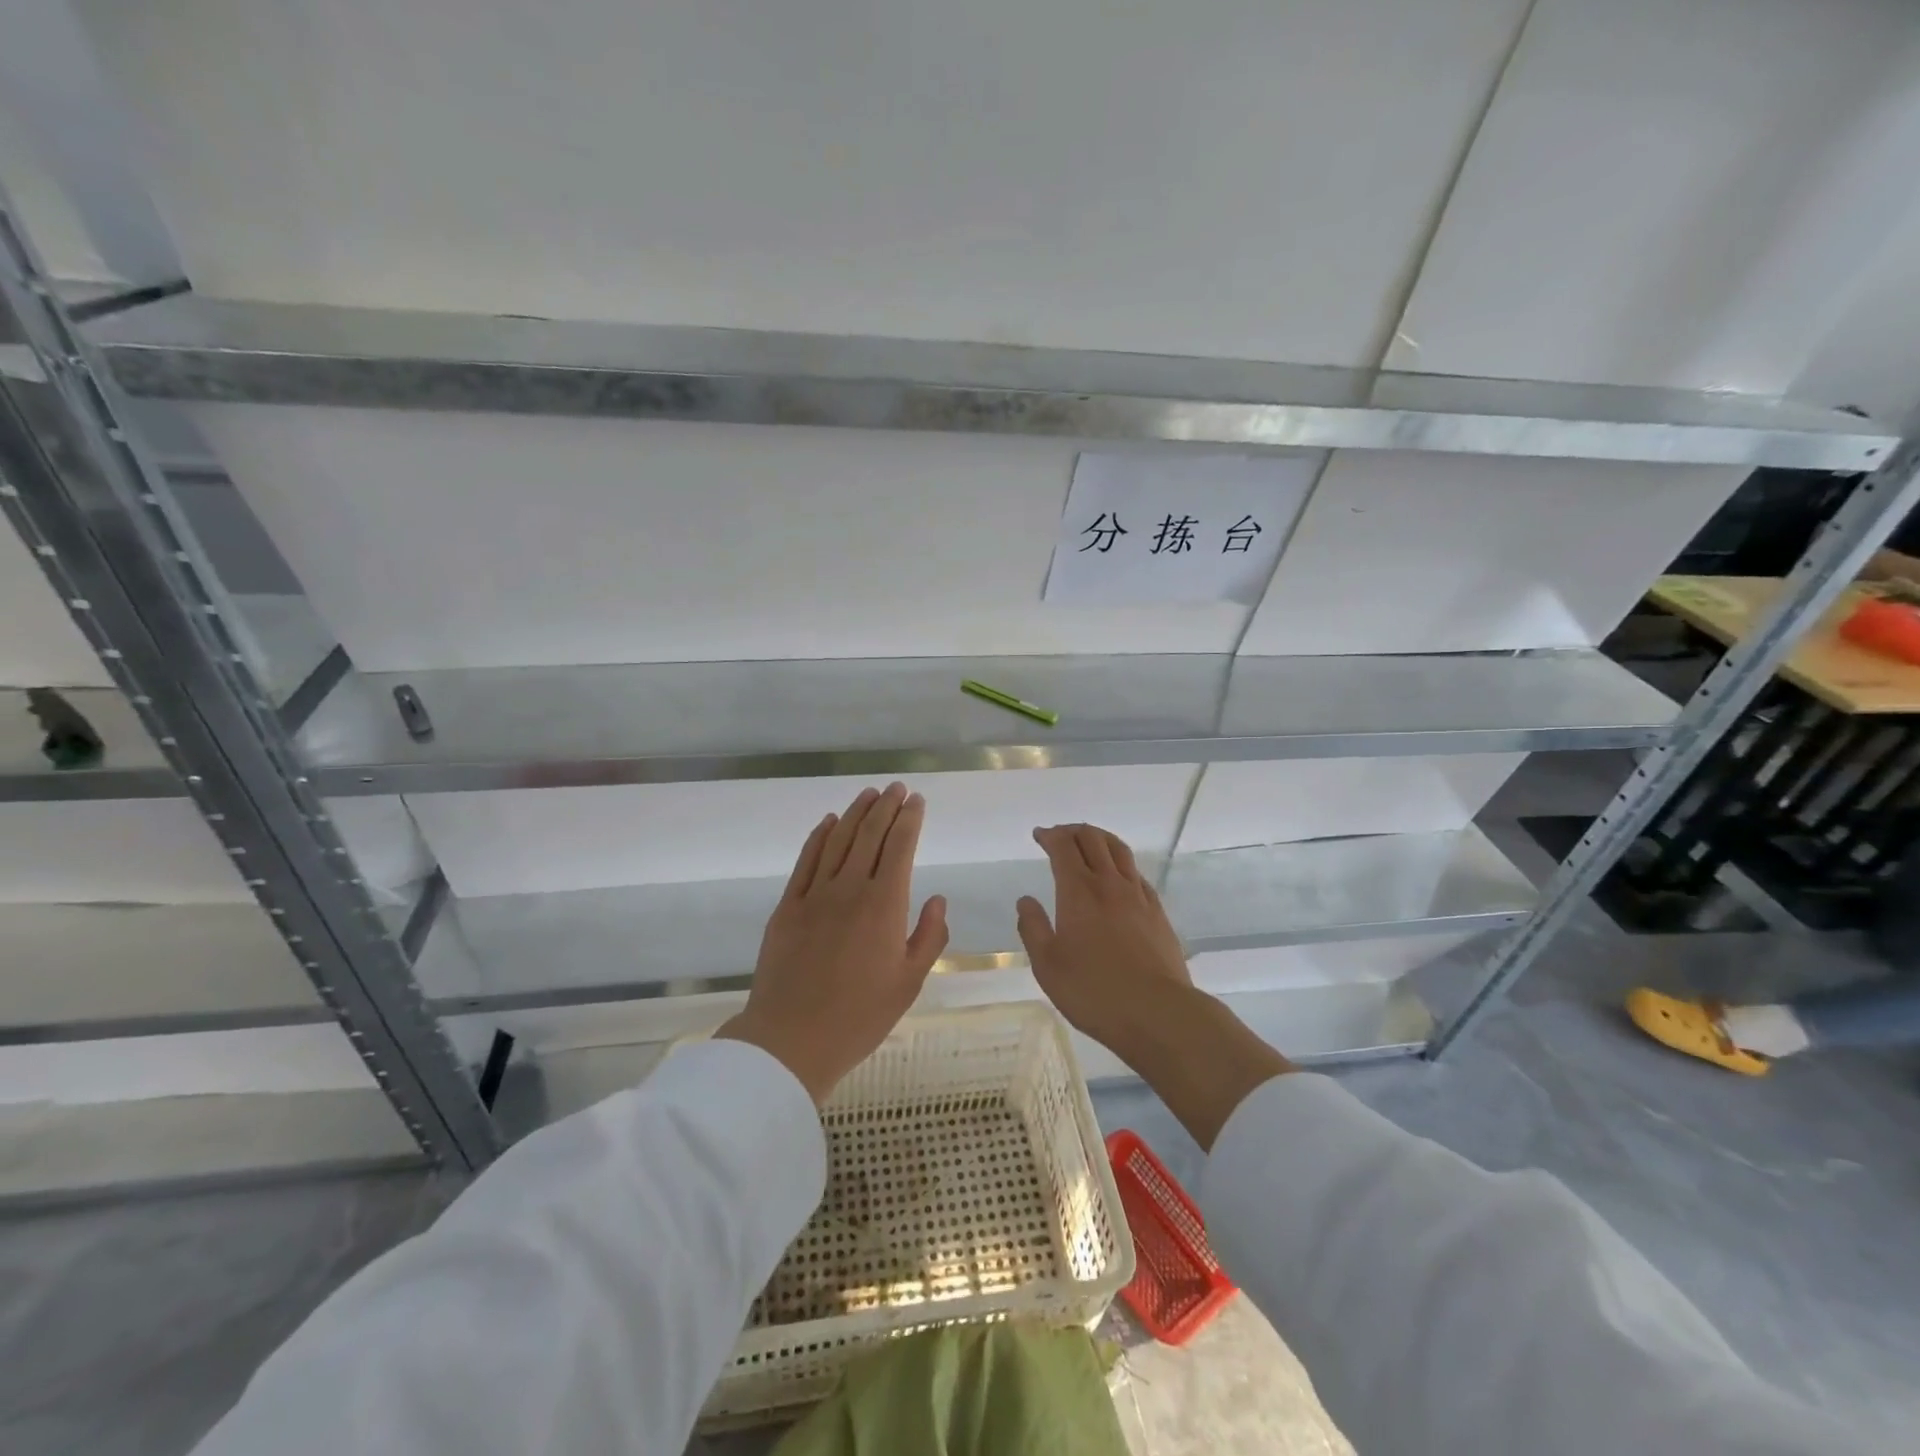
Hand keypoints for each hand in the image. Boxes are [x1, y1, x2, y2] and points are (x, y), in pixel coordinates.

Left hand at [717, 784, 949, 1102]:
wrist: (791, 1039)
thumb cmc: (860, 1016)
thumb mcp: (909, 983)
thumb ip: (929, 937)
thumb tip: (938, 900)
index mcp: (885, 905)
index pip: (900, 847)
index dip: (909, 819)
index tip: (916, 800)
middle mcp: (850, 889)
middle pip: (870, 835)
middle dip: (885, 807)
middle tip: (896, 788)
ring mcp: (815, 895)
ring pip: (838, 841)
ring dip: (855, 813)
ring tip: (868, 794)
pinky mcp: (788, 907)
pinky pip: (806, 861)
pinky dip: (818, 837)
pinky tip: (828, 823)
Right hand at [1018, 821, 1293, 1148]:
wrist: (1158, 1012)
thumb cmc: (1094, 992)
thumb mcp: (1048, 966)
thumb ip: (1033, 929)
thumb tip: (1025, 900)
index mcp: (1078, 892)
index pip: (1063, 848)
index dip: (1050, 836)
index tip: (1040, 835)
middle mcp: (1109, 884)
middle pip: (1093, 840)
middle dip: (1073, 831)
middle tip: (1060, 834)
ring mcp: (1138, 896)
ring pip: (1119, 851)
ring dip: (1100, 838)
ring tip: (1090, 840)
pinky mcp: (1158, 912)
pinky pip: (1137, 874)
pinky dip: (1122, 863)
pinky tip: (1119, 875)